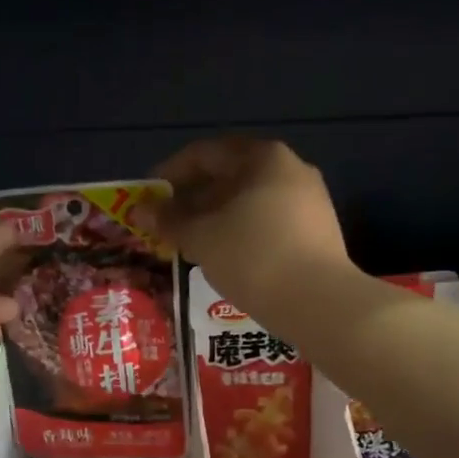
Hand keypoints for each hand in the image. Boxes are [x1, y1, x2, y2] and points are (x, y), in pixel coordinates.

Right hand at [145, 137, 353, 316]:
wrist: (319, 303)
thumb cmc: (252, 257)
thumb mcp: (201, 237)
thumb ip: (168, 220)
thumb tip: (139, 210)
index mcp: (263, 158)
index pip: (205, 154)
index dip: (170, 173)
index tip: (149, 197)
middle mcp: (291, 169)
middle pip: (230, 176)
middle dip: (194, 198)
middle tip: (166, 223)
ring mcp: (309, 201)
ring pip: (249, 201)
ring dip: (215, 217)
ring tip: (190, 242)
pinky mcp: (318, 232)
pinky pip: (268, 221)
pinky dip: (240, 231)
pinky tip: (224, 255)